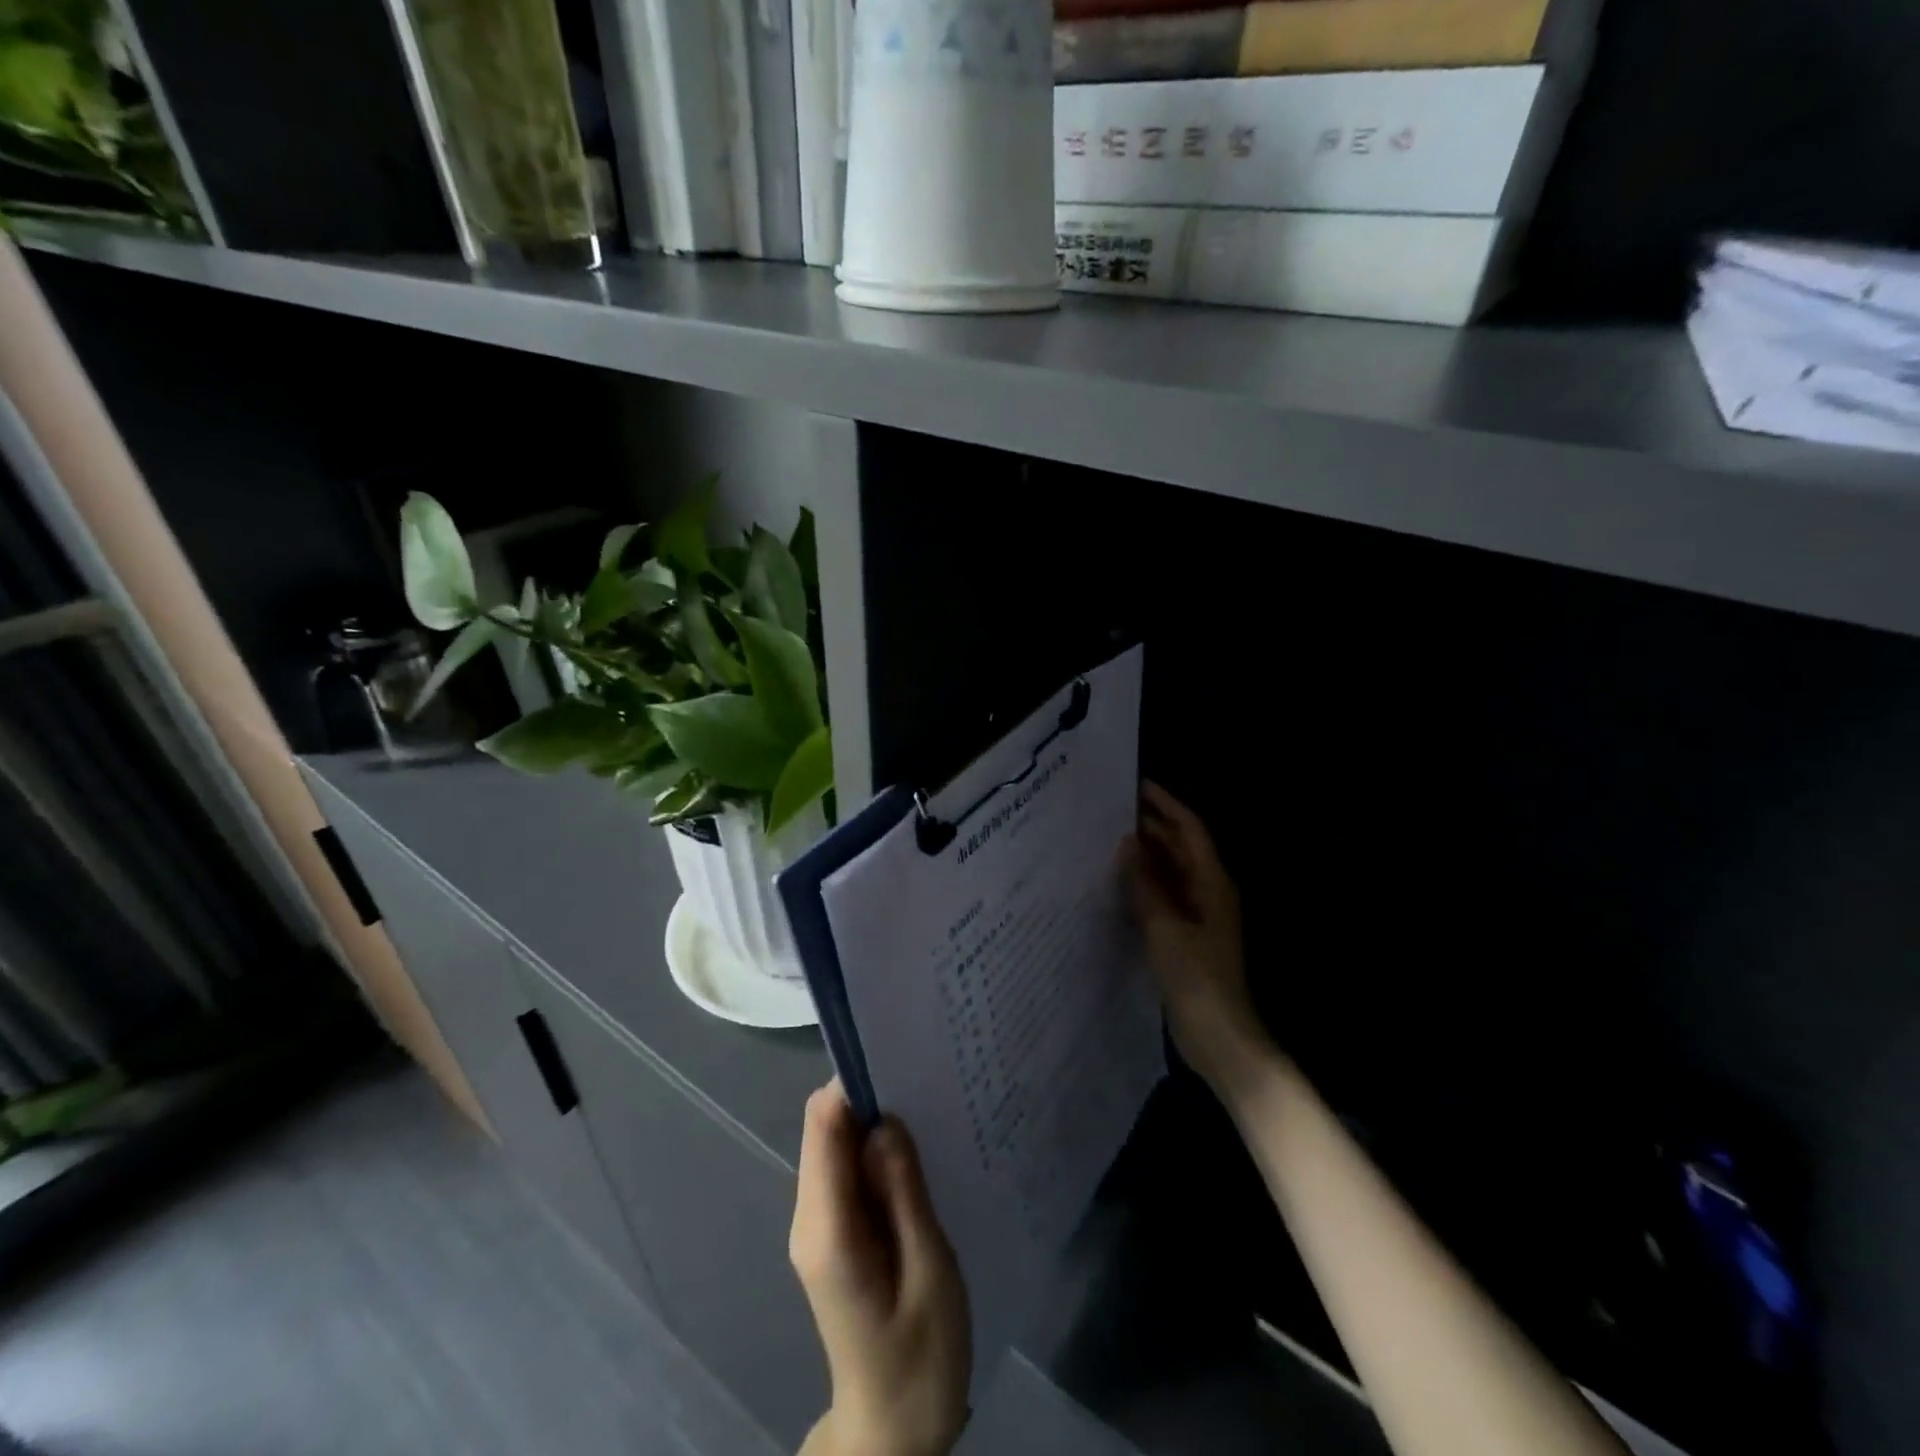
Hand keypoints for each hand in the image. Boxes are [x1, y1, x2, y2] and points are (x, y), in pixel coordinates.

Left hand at [791, 1081, 970, 1455]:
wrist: (895, 1431)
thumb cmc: (922, 1359)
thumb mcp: (930, 1272)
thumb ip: (904, 1192)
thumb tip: (885, 1120)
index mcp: (827, 1228)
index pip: (823, 1125)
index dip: (854, 1083)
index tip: (903, 1058)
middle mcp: (811, 1217)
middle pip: (825, 1127)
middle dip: (869, 1096)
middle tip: (927, 1079)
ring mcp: (820, 1225)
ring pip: (837, 1144)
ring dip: (876, 1122)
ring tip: (929, 1107)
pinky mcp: (836, 1233)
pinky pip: (848, 1170)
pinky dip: (877, 1151)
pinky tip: (917, 1151)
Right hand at [1123, 782, 1275, 1103]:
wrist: (1221, 1038)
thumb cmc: (1197, 979)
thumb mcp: (1164, 927)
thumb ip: (1144, 883)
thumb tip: (1127, 843)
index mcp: (1212, 883)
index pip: (1190, 830)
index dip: (1166, 805)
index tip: (1135, 786)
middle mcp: (1208, 892)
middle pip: (1180, 848)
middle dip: (1151, 827)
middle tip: (1110, 812)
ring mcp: (1198, 916)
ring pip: (1170, 872)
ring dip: (1145, 856)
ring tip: (1107, 839)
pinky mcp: (1186, 936)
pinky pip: (1163, 897)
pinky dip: (1144, 884)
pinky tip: (1117, 883)